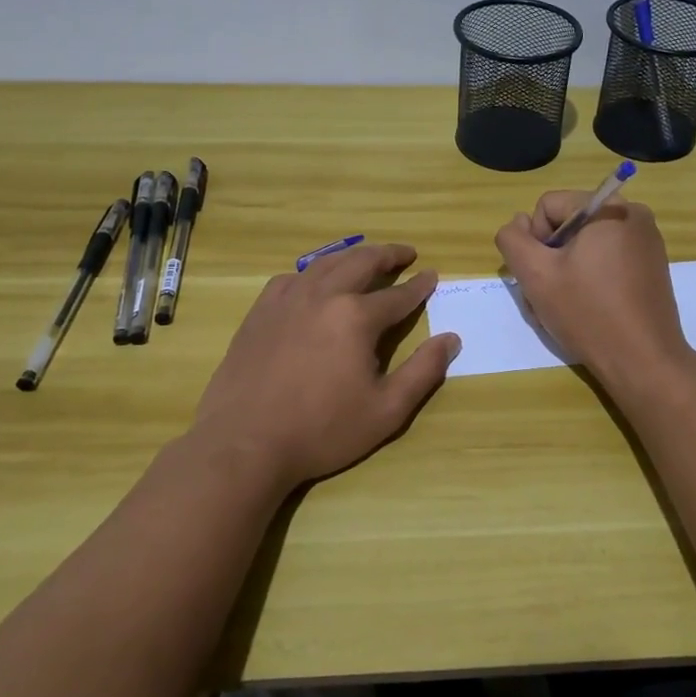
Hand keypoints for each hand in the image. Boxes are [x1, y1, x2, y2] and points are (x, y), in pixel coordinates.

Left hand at [191, 243, 461, 490]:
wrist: (244, 443)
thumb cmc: (321, 430)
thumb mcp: (387, 410)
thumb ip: (423, 371)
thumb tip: (451, 339)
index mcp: (356, 317)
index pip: (398, 295)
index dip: (419, 286)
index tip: (432, 276)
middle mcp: (323, 296)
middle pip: (361, 263)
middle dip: (388, 255)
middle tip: (406, 253)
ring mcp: (287, 300)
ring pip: (326, 264)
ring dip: (352, 257)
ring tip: (366, 258)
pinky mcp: (260, 312)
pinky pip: (291, 279)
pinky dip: (312, 273)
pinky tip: (314, 283)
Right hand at [494, 194, 692, 388]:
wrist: (643, 361)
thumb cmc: (587, 313)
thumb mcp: (535, 274)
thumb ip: (513, 240)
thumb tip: (519, 223)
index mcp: (608, 207)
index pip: (548, 206)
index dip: (535, 240)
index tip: (543, 275)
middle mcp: (633, 214)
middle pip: (568, 224)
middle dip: (551, 257)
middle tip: (549, 296)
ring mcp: (647, 241)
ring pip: (586, 244)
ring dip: (567, 271)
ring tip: (565, 306)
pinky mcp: (652, 266)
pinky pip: (608, 258)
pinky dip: (590, 277)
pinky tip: (587, 308)